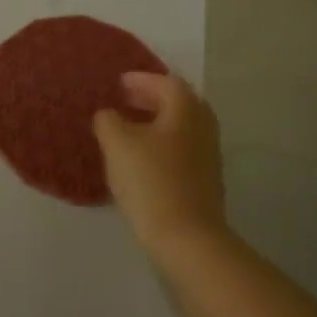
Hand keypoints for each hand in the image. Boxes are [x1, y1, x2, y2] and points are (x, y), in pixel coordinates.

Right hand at [92, 71, 227, 253]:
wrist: (185, 236)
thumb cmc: (150, 181)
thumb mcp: (117, 144)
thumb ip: (108, 121)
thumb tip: (109, 115)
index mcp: (186, 110)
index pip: (166, 82)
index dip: (141, 79)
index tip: (118, 83)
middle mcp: (203, 127)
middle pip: (179, 103)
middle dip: (150, 98)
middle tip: (124, 101)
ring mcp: (207, 155)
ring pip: (180, 127)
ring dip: (155, 122)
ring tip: (128, 129)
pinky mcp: (203, 180)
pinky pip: (181, 148)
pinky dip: (161, 143)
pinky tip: (140, 158)